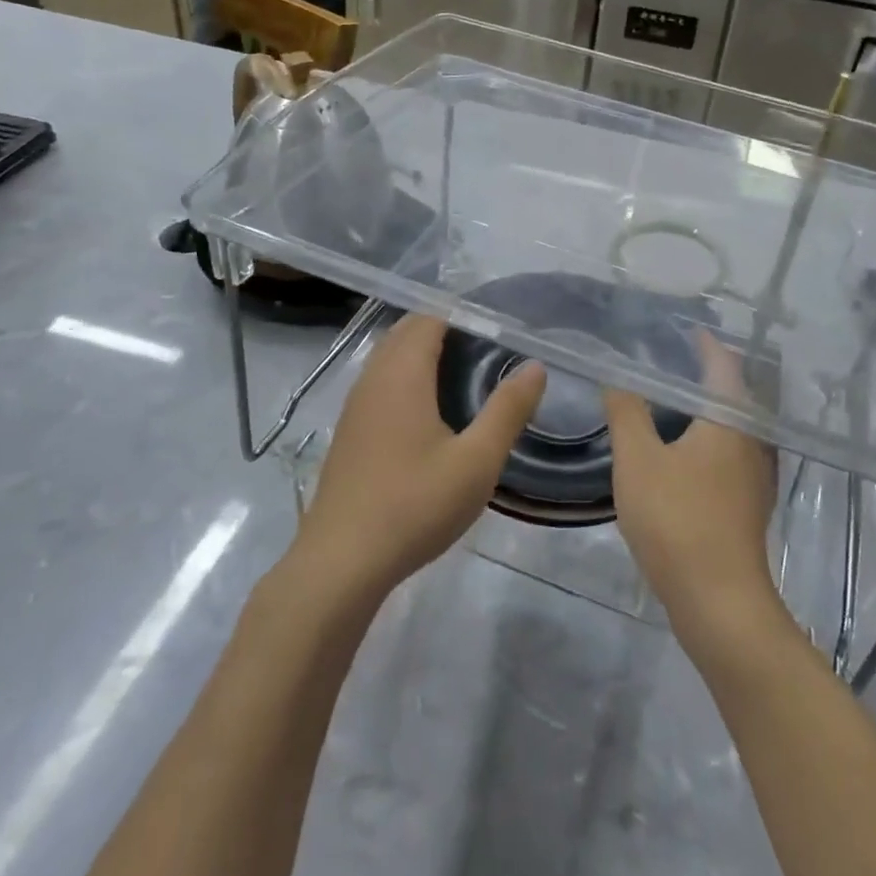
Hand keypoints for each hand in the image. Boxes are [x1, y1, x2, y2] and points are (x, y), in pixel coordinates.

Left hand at [293, 313, 545, 604]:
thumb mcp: (477, 461)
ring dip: (422, 351)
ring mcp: (356, 405)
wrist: (341, 563)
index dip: (463, 312)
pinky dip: (406, 374)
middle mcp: (373, 378)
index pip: (429, 318)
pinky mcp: (350, 431)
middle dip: (445, 327)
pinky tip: (430, 408)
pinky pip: (380, 381)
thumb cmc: (414, 506)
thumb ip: (508, 410)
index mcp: (402, 374)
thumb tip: (535, 366)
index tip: (499, 323)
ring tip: (465, 368)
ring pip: (389, 356)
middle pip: (407, 331)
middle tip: (489, 343)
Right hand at [604, 331, 779, 643]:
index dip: (705, 343)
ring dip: (709, 406)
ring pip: (734, 425)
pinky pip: (731, 451)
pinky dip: (710, 436)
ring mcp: (756, 474)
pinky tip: (685, 449)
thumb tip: (616, 376)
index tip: (684, 329)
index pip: (722, 364)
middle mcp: (752, 439)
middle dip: (707, 372)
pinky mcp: (749, 502)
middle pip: (734, 392)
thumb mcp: (637, 459)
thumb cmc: (677, 519)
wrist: (719, 601)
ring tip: (674, 399)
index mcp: (731, 419)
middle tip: (670, 359)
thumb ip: (626, 412)